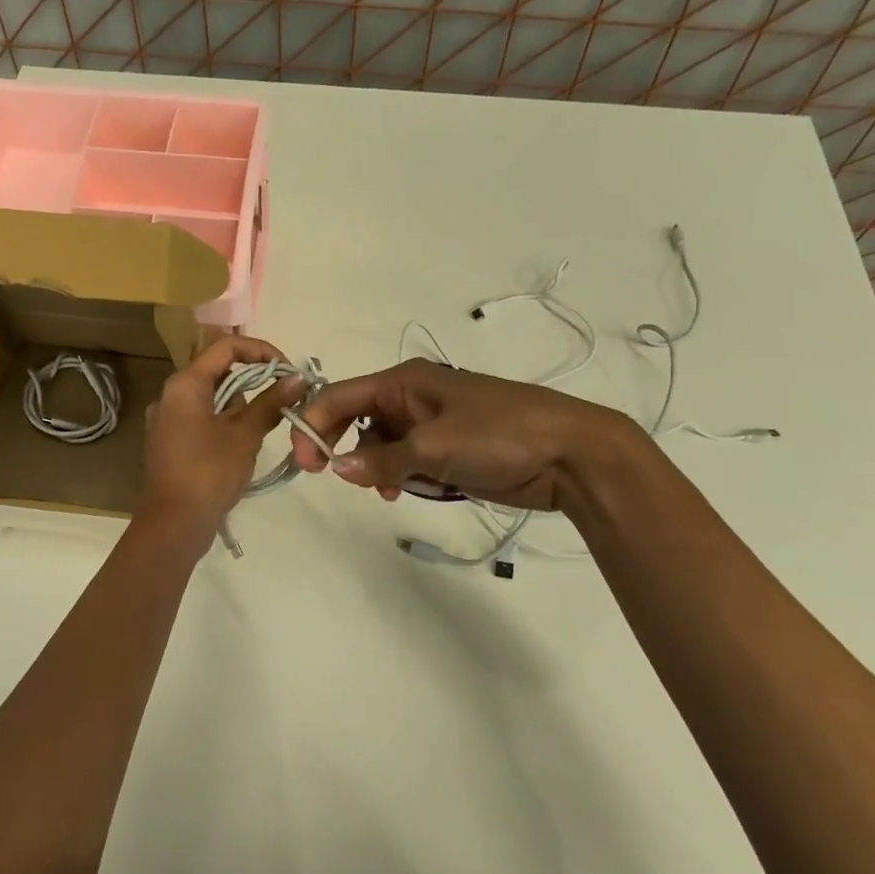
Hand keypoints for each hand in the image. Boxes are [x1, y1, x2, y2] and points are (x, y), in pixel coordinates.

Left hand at [138, 336, 306, 546]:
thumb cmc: (209, 473)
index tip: (288, 371)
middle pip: (219, 371)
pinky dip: (225, 422)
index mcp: (185, 384)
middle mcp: (171, 394)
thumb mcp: (245, 436)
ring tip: (260, 431)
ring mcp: (167, 419)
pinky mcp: (170, 441)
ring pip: (212, 397)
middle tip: (282, 402)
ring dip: (241, 406)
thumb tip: (297, 378)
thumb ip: (271, 402)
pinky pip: (202, 418)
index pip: (226, 346)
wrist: (173, 524)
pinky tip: (242, 445)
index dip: (261, 351)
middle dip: (254, 383)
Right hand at [288, 358, 630, 510]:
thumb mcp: (433, 448)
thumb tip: (336, 468)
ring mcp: (431, 425)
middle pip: (357, 420)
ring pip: (380, 445)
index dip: (314, 424)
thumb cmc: (498, 436)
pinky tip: (409, 492)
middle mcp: (412, 398)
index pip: (340, 396)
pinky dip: (401, 476)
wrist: (570, 454)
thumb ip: (380, 460)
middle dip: (344, 448)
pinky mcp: (448, 450)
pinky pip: (406, 461)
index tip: (304, 463)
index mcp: (404, 381)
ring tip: (391, 491)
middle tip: (333, 477)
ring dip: (376, 468)